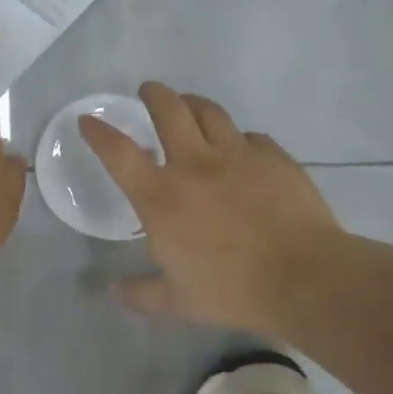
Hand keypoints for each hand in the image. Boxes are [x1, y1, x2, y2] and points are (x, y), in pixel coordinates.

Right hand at [79, 83, 341, 336]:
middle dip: (153, 94)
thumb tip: (113, 291)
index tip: (88, 120)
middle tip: (148, 91)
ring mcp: (237, 156)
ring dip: (193, 104)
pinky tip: (242, 148)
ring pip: (209, 112)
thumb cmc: (232, 290)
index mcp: (162, 197)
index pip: (119, 153)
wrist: (304, 278)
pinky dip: (240, 139)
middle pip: (168, 111)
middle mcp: (194, 165)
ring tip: (189, 105)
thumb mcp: (178, 302)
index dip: (99, 132)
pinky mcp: (274, 157)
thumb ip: (141, 294)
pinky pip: (252, 137)